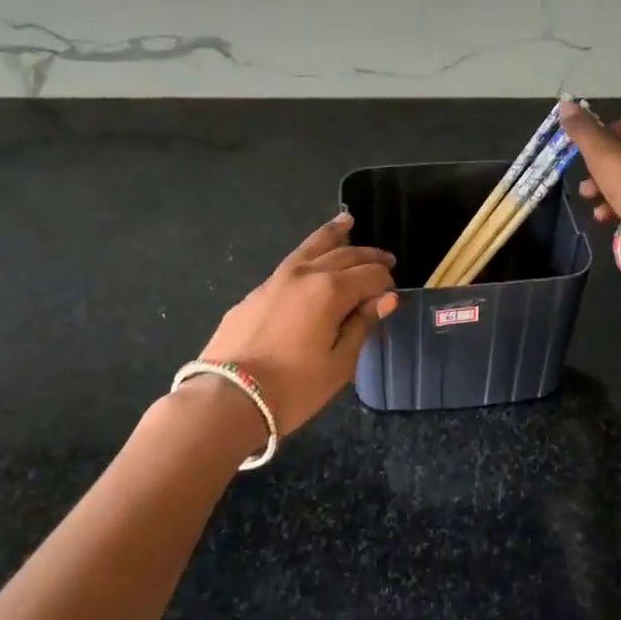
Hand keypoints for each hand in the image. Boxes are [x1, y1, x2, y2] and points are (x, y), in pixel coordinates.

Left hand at [195, 211, 398, 436]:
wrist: (227, 398)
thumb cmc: (293, 388)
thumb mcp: (339, 364)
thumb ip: (362, 325)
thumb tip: (387, 298)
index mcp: (331, 291)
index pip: (370, 275)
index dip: (386, 283)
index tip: (393, 294)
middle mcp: (304, 274)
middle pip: (343, 255)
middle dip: (368, 256)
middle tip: (386, 259)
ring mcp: (275, 280)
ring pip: (310, 248)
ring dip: (333, 235)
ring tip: (347, 221)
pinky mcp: (255, 293)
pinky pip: (290, 265)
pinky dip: (308, 256)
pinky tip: (311, 262)